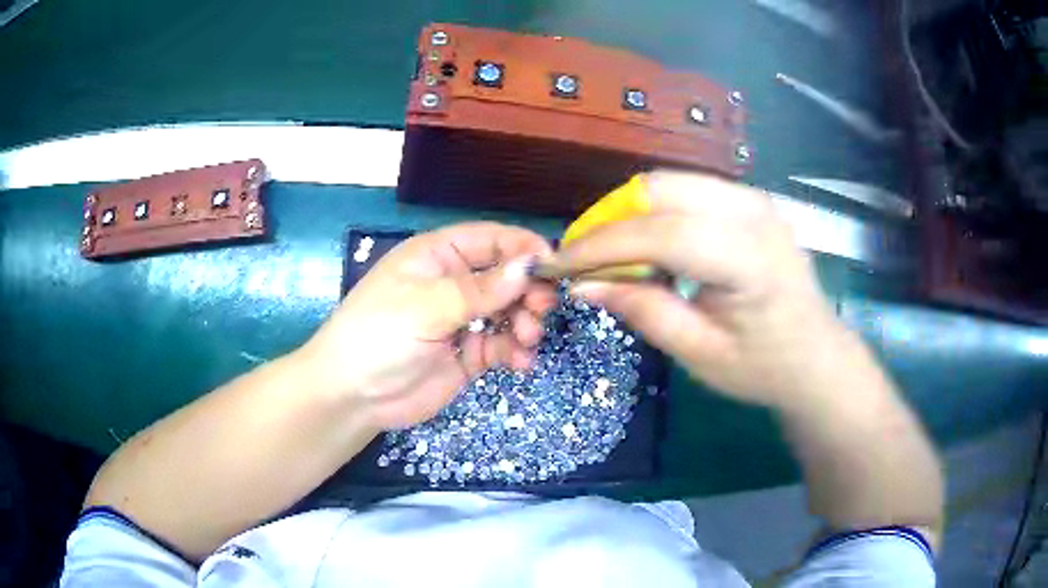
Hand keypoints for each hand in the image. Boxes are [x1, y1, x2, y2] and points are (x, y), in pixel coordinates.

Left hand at [299, 222, 555, 428]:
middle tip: (541, 309)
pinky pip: (502, 345)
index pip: (491, 240)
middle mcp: (453, 283)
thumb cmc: (379, 335)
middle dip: (529, 290)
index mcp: (438, 256)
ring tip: (527, 339)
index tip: (554, 265)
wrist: (353, 396)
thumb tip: (529, 266)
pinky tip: (520, 362)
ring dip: (526, 322)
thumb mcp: (426, 306)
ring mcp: (461, 320)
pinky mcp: (468, 354)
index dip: (523, 248)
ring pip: (509, 311)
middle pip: (506, 276)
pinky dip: (516, 351)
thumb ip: (480, 289)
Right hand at [554, 171, 844, 407]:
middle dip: (609, 220)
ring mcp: (754, 199)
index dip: (601, 246)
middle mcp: (753, 212)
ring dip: (629, 213)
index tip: (558, 265)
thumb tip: (584, 285)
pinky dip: (655, 211)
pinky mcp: (751, 200)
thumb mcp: (701, 354)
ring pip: (670, 182)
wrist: (817, 357)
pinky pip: (688, 189)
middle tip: (583, 259)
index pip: (660, 233)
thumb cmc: (764, 367)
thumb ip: (645, 311)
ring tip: (609, 253)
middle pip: (660, 189)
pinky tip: (648, 244)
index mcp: (749, 259)